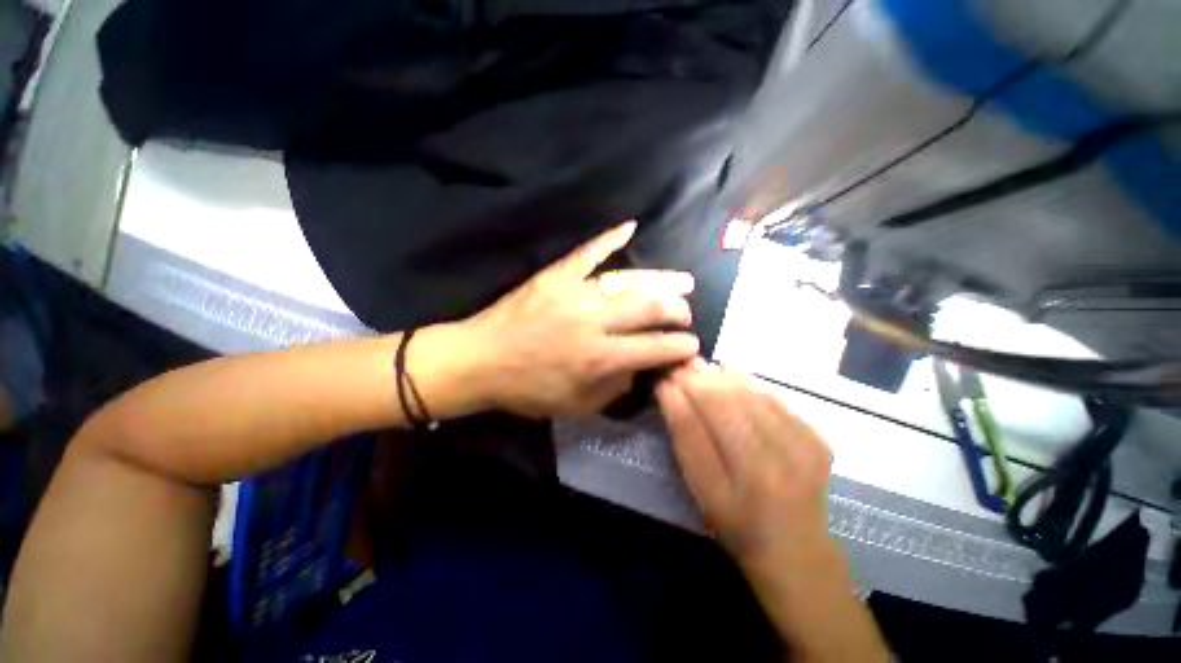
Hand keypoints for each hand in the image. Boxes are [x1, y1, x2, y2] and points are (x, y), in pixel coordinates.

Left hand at [462, 222, 699, 417]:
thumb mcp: (576, 406)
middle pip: (648, 308)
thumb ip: (614, 390)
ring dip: (660, 280)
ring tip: (682, 281)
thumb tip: (640, 368)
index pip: (654, 348)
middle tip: (686, 313)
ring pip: (628, 281)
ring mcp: (574, 293)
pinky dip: (609, 238)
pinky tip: (629, 227)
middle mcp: (593, 322)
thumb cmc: (528, 389)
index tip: (692, 345)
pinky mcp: (555, 276)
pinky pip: (587, 252)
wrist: (481, 360)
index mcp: (598, 358)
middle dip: (676, 310)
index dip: (679, 347)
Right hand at [656, 362, 833, 566]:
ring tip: (700, 371)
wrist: (797, 549)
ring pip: (749, 393)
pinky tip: (731, 384)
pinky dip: (746, 386)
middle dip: (697, 379)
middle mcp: (777, 459)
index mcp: (741, 480)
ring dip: (720, 377)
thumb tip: (669, 390)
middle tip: (680, 368)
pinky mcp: (817, 437)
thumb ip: (685, 437)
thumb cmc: (737, 523)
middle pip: (725, 401)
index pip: (697, 422)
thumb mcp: (702, 490)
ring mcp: (803, 445)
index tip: (663, 376)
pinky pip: (772, 398)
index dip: (677, 394)